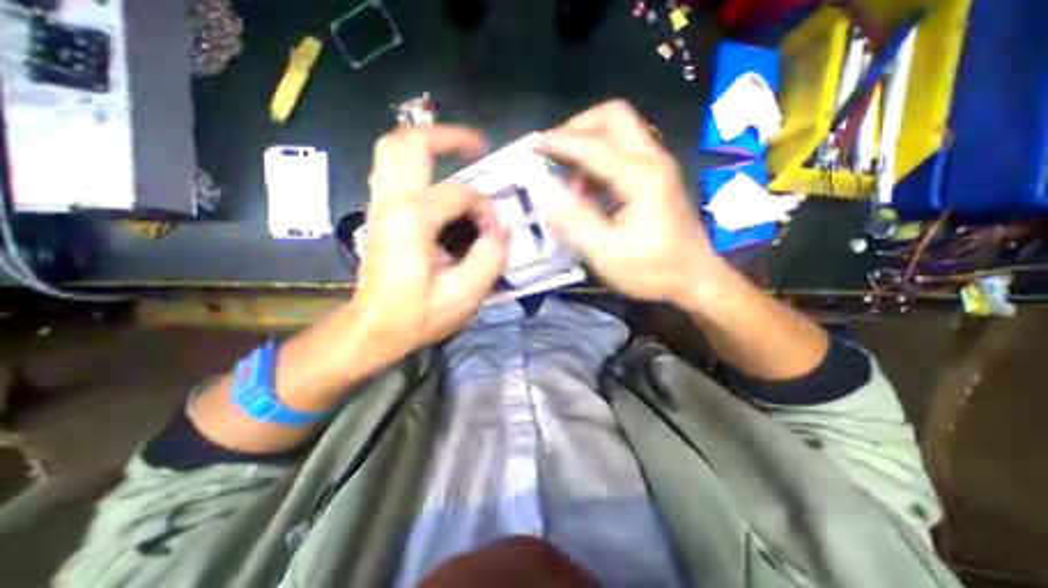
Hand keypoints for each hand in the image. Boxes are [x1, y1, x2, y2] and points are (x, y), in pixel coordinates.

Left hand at [350, 125, 509, 366]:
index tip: (494, 232)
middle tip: (477, 147)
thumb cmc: (418, 315)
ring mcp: (379, 205)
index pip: (459, 194)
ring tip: (459, 157)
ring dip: (428, 145)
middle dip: (446, 136)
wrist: (373, 329)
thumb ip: (490, 257)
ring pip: (393, 149)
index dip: (484, 207)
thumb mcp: (464, 295)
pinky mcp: (378, 213)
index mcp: (412, 221)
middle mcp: (391, 202)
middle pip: (408, 142)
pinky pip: (391, 170)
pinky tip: (438, 183)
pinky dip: (416, 165)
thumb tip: (501, 229)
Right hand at [540, 99, 721, 311]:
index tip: (532, 146)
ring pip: (618, 131)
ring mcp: (657, 166)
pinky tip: (587, 190)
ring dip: (587, 145)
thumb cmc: (653, 270)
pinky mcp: (656, 177)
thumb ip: (575, 222)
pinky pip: (622, 152)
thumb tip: (547, 196)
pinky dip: (598, 160)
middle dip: (577, 127)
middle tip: (552, 150)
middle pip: (613, 116)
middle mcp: (652, 160)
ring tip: (567, 179)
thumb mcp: (608, 253)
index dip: (559, 143)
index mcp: (640, 177)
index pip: (593, 145)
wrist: (696, 279)